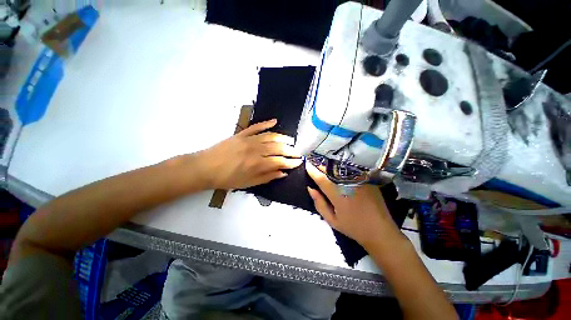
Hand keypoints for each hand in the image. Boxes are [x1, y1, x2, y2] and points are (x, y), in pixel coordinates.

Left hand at [196, 119, 301, 189]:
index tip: (299, 162)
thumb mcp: (248, 183)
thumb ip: (267, 177)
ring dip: (283, 138)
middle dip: (290, 150)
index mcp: (257, 163)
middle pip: (278, 148)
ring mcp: (249, 139)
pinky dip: (266, 123)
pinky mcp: (242, 134)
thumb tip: (283, 173)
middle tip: (297, 153)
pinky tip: (275, 121)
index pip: (280, 161)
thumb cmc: (227, 179)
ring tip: (291, 140)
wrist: (205, 167)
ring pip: (270, 136)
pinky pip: (256, 127)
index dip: (291, 162)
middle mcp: (256, 149)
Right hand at [305, 162, 403, 248]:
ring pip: (340, 168)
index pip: (321, 179)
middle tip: (314, 162)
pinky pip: (351, 170)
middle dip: (320, 165)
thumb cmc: (353, 227)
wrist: (380, 231)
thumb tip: (310, 188)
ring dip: (330, 166)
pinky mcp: (367, 179)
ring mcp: (359, 180)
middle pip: (331, 170)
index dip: (313, 170)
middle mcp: (348, 184)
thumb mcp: (332, 220)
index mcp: (338, 195)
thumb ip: (319, 203)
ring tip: (324, 165)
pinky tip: (338, 169)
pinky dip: (342, 168)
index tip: (306, 164)